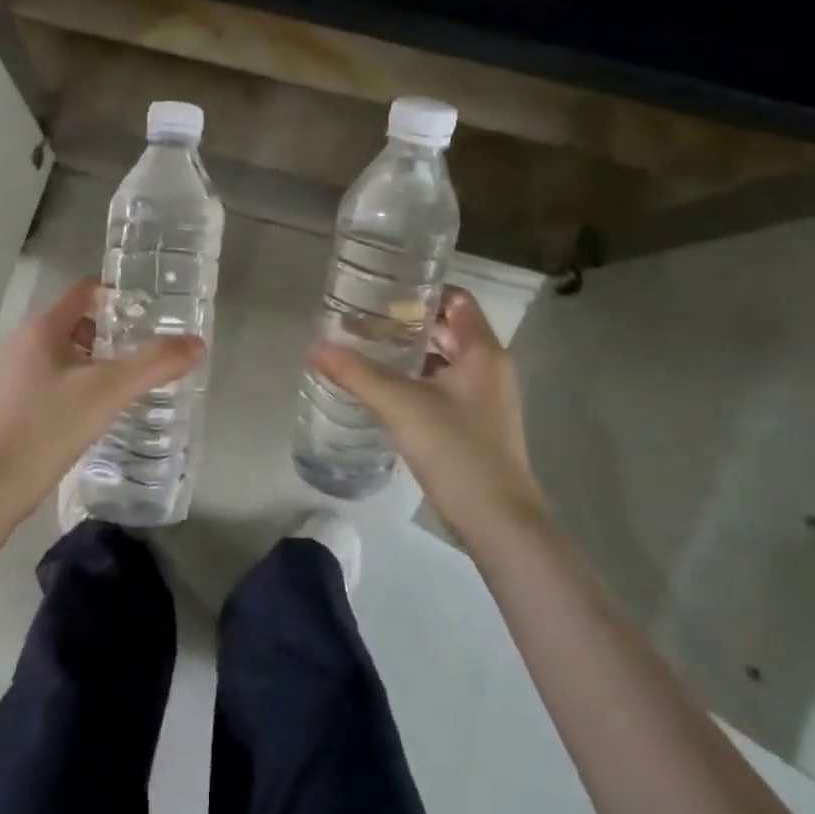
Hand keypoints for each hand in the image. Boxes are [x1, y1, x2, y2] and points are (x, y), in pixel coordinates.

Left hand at [0, 278, 204, 520]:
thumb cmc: (50, 425)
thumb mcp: (109, 390)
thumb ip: (155, 364)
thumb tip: (198, 343)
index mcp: (43, 329)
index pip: (83, 292)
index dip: (117, 294)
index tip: (150, 310)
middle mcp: (25, 344)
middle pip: (76, 322)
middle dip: (112, 331)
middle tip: (148, 346)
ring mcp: (17, 376)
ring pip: (66, 353)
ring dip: (98, 359)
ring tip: (131, 377)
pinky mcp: (16, 405)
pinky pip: (56, 379)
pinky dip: (82, 383)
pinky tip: (102, 407)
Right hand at [310, 285, 542, 539]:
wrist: (499, 523)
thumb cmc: (457, 450)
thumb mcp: (400, 405)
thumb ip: (357, 373)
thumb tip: (315, 347)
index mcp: (483, 352)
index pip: (457, 299)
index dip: (422, 291)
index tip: (384, 292)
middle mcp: (490, 368)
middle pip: (449, 328)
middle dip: (408, 322)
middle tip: (365, 320)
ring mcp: (487, 399)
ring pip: (446, 360)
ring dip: (411, 353)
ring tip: (368, 350)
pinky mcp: (478, 425)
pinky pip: (446, 387)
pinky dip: (418, 380)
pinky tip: (386, 390)